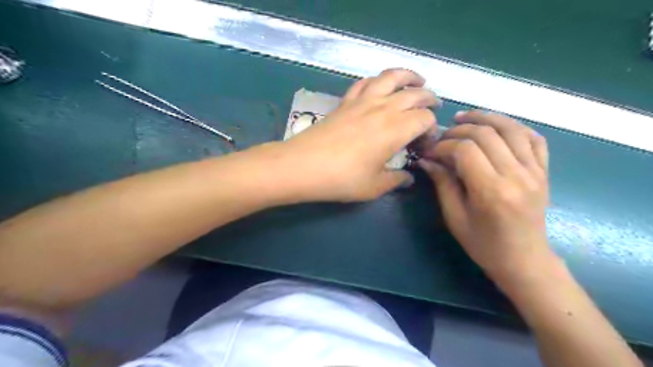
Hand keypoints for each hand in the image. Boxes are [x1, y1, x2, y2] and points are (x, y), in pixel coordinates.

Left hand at [271, 67, 438, 200]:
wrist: (303, 165)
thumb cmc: (342, 179)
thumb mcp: (374, 186)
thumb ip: (396, 180)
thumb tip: (408, 178)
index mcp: (396, 129)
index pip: (426, 119)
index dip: (432, 130)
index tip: (425, 144)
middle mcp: (384, 108)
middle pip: (415, 94)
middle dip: (429, 99)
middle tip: (434, 106)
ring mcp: (363, 101)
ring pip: (391, 77)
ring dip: (408, 76)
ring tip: (417, 81)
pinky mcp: (345, 101)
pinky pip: (365, 82)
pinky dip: (377, 80)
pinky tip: (380, 85)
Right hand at [421, 112, 552, 283]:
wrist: (523, 259)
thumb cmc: (483, 244)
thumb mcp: (455, 217)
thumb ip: (442, 184)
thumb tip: (426, 159)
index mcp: (492, 191)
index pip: (465, 150)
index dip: (443, 145)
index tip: (430, 151)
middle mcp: (517, 175)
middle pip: (486, 134)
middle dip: (459, 130)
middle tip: (442, 136)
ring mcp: (535, 171)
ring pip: (511, 128)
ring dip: (486, 118)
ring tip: (465, 118)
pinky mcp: (544, 171)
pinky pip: (534, 138)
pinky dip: (514, 126)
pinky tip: (496, 127)